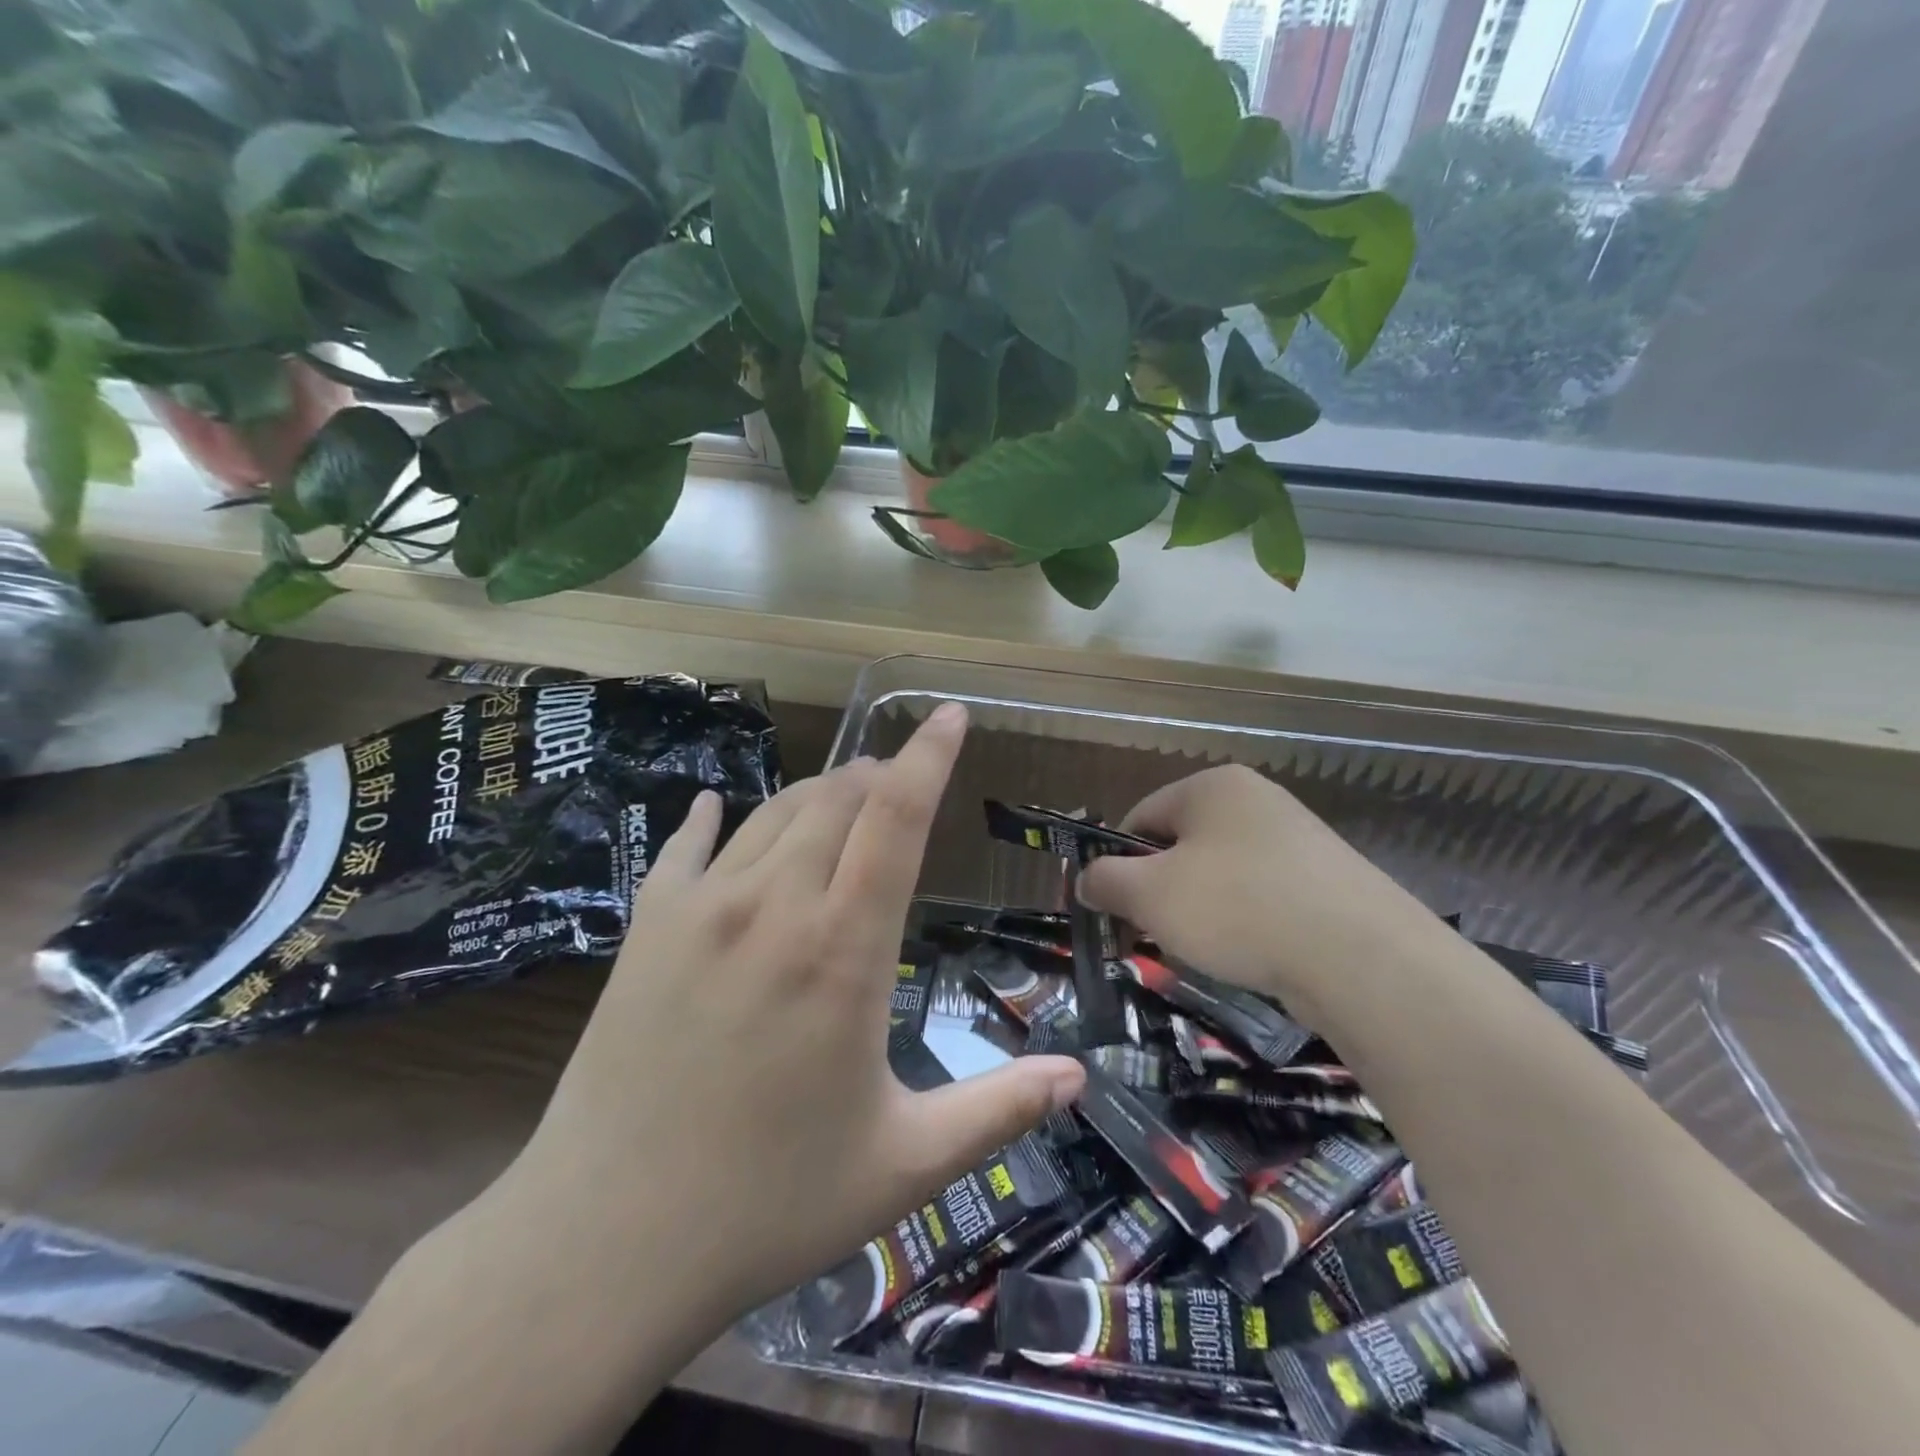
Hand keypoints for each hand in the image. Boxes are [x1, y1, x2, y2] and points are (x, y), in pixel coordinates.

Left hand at [492, 703, 1084, 1338]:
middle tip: (898, 777)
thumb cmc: (768, 1203)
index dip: (928, 757)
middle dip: (877, 774)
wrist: (604, 1243)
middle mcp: (773, 906)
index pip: (896, 819)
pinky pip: (684, 845)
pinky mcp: (645, 929)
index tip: (949, 714)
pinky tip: (715, 806)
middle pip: (836, 798)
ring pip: (773, 812)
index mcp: (843, 949)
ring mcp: (702, 910)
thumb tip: (1078, 1080)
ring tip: (841, 794)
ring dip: (817, 791)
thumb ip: (997, 1111)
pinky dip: (711, 818)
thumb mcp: (903, 1163)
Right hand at [1076, 765, 1443, 1030]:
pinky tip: (1250, 955)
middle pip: (1181, 846)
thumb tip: (1085, 880)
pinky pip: (1262, 896)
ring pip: (1221, 875)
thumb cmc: (1237, 908)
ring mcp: (1298, 839)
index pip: (1140, 817)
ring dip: (1199, 911)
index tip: (1114, 910)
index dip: (1117, 864)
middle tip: (1155, 935)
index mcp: (1212, 786)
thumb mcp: (1150, 895)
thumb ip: (1105, 881)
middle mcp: (1257, 800)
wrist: (1362, 958)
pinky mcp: (1327, 879)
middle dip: (1159, 892)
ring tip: (1206, 951)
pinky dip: (1244, 924)